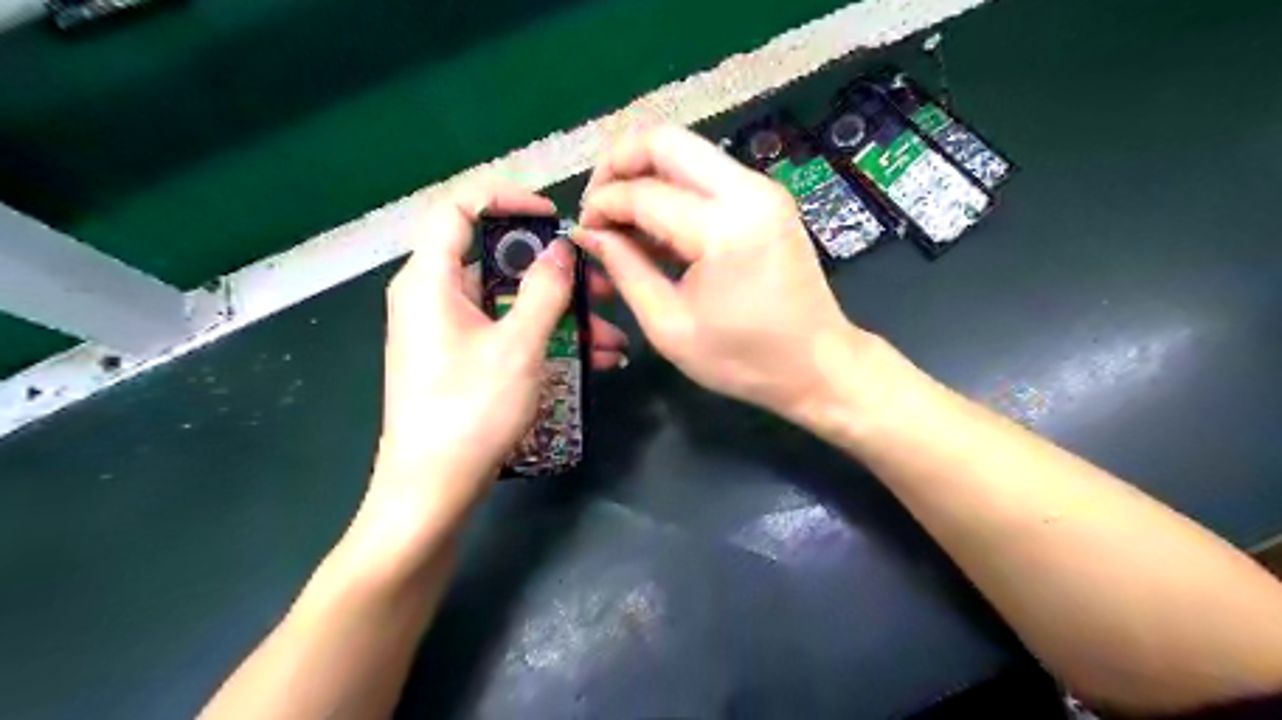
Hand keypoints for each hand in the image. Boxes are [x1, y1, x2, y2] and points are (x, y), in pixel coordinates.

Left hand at [362, 184, 630, 543]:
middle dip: (554, 272)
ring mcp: (448, 333)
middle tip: (600, 284)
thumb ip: (544, 289)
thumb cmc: (470, 409)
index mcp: (430, 280)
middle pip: (495, 262)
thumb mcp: (518, 345)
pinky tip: (594, 360)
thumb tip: (562, 249)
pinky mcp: (462, 362)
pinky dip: (545, 340)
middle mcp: (433, 298)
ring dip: (561, 315)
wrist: (432, 491)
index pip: (459, 209)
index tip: (553, 217)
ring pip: (509, 305)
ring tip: (611, 336)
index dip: (507, 200)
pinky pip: (507, 335)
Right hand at [580, 128, 859, 420]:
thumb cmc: (744, 360)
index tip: (582, 229)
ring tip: (621, 218)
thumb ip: (625, 269)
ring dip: (645, 173)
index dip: (602, 205)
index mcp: (724, 228)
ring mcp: (763, 189)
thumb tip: (588, 232)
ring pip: (686, 150)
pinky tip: (656, 225)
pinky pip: (706, 172)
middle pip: (666, 140)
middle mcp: (748, 191)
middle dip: (618, 163)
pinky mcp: (767, 198)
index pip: (643, 192)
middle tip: (597, 204)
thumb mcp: (670, 326)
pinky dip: (672, 187)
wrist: (818, 364)